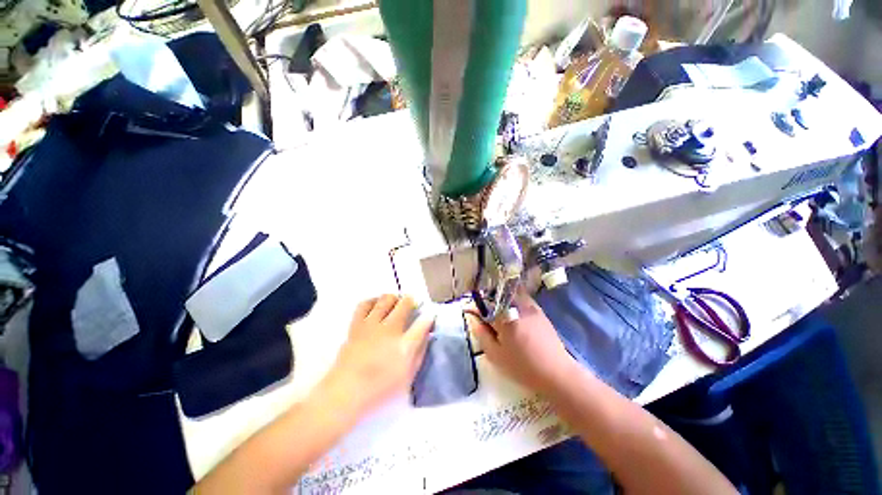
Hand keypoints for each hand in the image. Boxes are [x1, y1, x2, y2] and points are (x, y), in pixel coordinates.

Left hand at [318, 295, 433, 418]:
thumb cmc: (380, 388)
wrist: (345, 392)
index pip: (423, 323)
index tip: (431, 315)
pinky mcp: (356, 325)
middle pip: (404, 304)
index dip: (429, 317)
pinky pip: (365, 304)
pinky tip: (376, 305)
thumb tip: (426, 335)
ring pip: (385, 299)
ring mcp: (371, 324)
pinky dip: (373, 301)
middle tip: (412, 305)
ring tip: (395, 303)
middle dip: (411, 301)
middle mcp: (389, 329)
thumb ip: (419, 353)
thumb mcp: (407, 376)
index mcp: (404, 345)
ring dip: (394, 298)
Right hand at [466, 289, 576, 393]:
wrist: (556, 373)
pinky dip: (514, 301)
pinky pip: (522, 298)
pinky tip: (514, 316)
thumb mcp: (496, 355)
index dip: (476, 307)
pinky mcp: (539, 310)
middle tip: (486, 316)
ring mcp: (530, 306)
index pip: (484, 304)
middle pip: (497, 295)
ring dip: (501, 300)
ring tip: (500, 315)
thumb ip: (481, 334)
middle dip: (488, 301)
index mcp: (505, 318)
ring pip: (509, 294)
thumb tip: (473, 319)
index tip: (472, 313)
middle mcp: (517, 307)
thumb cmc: (523, 367)